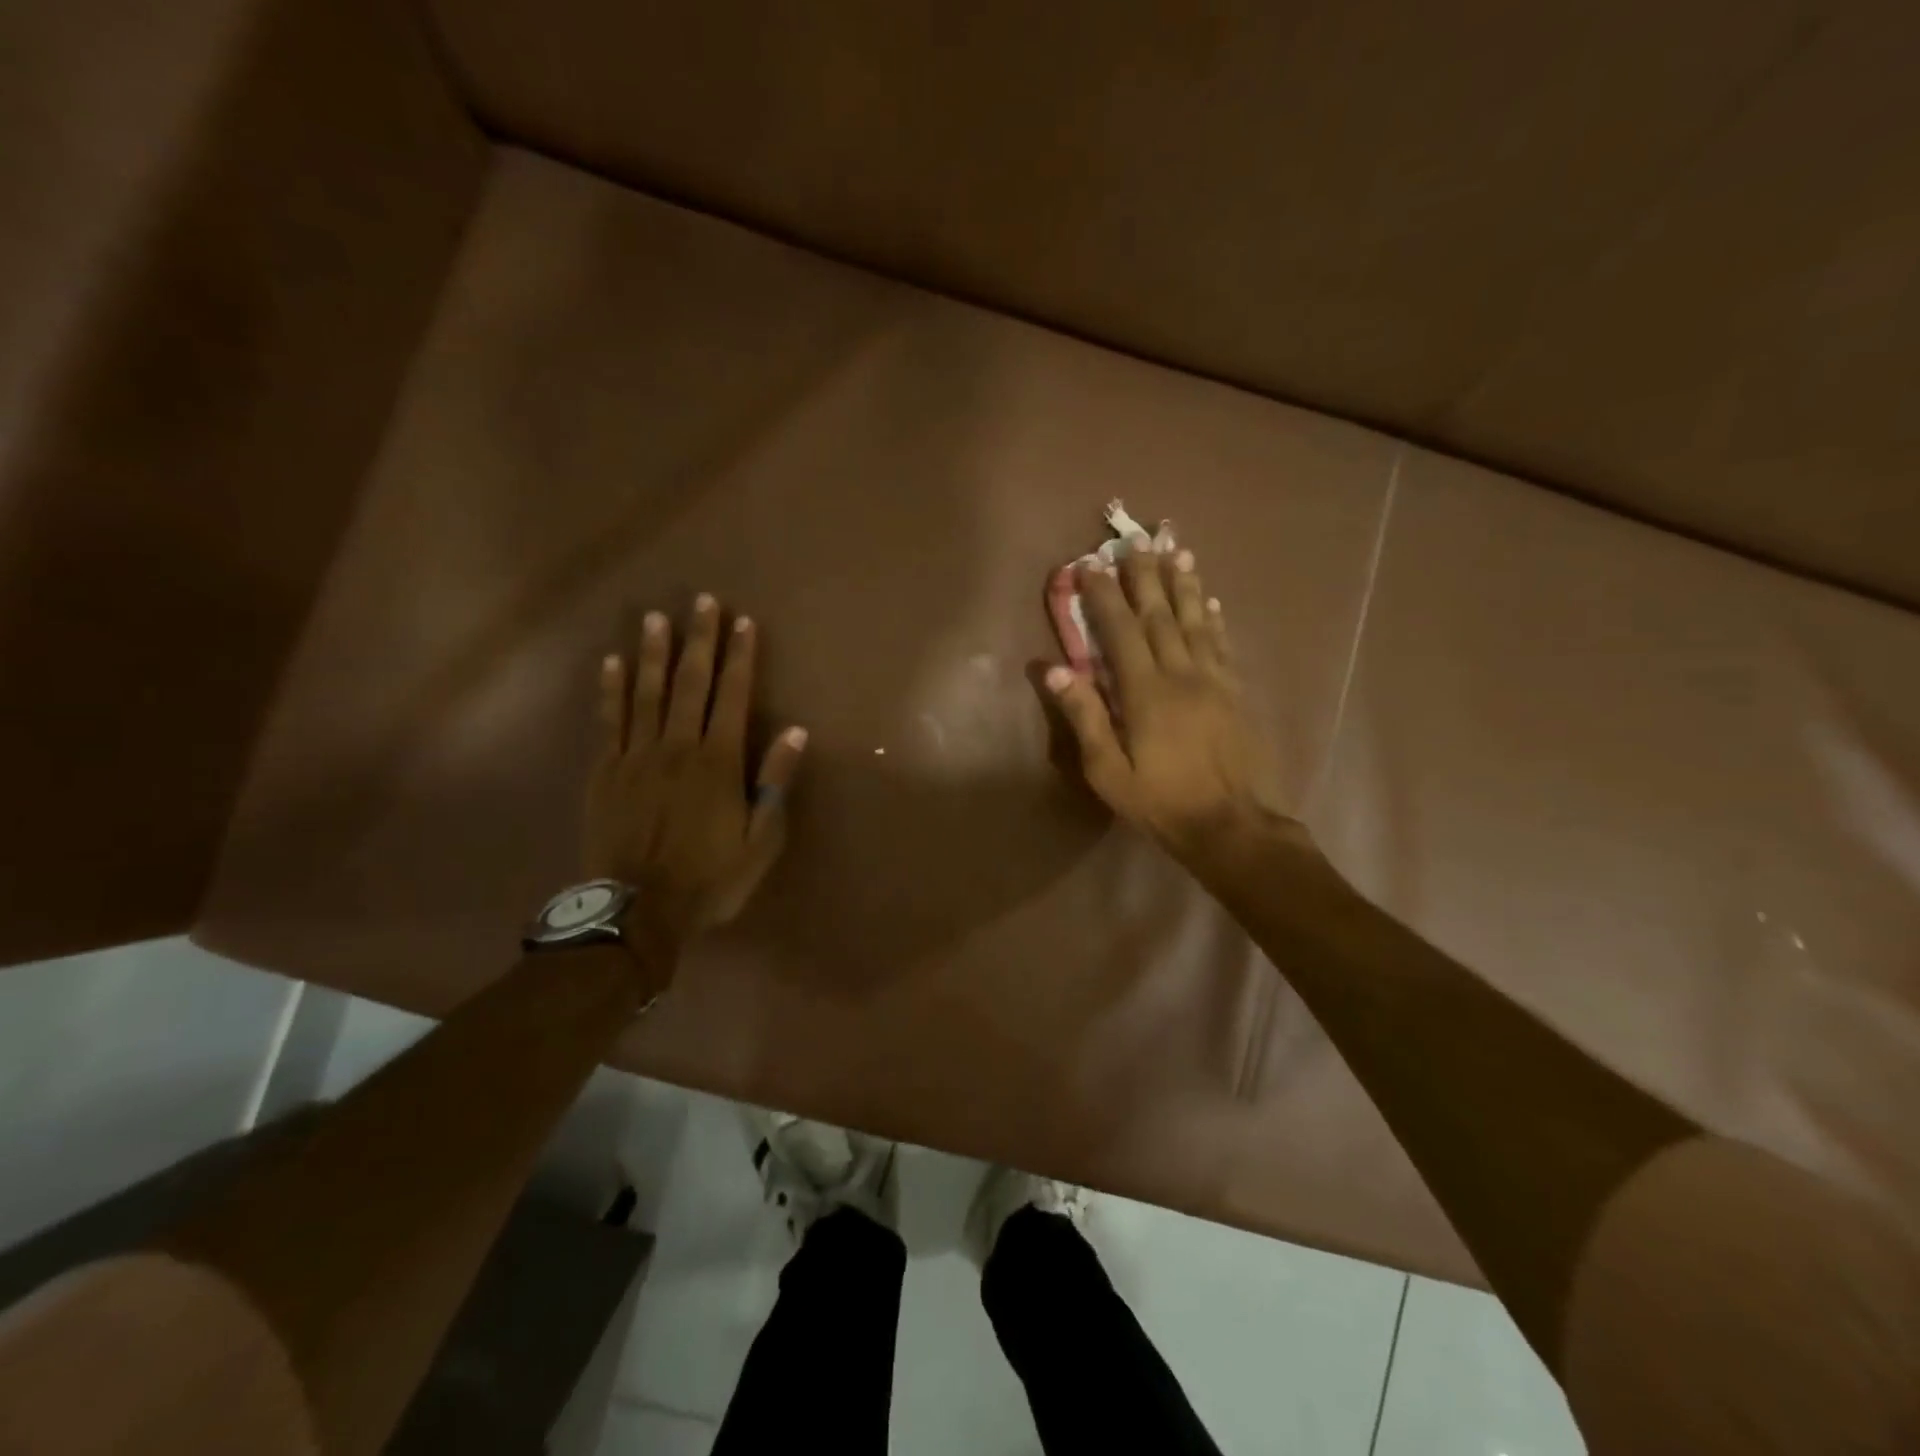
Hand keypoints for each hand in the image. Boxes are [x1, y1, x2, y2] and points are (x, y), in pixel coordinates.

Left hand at [584, 594, 806, 945]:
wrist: (638, 911)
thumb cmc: (710, 878)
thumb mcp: (761, 840)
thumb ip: (774, 783)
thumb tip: (795, 732)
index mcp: (718, 763)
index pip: (733, 697)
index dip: (740, 658)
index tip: (744, 623)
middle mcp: (677, 748)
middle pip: (690, 684)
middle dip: (699, 640)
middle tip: (702, 601)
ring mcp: (636, 757)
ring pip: (646, 693)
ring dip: (654, 653)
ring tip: (656, 617)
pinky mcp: (605, 772)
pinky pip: (609, 721)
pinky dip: (611, 690)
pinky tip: (612, 663)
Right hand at [1045, 542, 1285, 864]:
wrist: (1232, 826)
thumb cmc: (1161, 802)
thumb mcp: (1108, 771)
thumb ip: (1084, 716)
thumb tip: (1054, 668)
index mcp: (1146, 692)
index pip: (1120, 631)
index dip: (1103, 596)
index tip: (1089, 565)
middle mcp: (1182, 674)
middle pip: (1161, 615)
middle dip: (1145, 576)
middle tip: (1135, 540)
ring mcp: (1214, 681)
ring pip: (1196, 621)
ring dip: (1184, 584)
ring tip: (1176, 551)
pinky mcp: (1235, 692)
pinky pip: (1222, 645)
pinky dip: (1213, 619)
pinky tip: (1210, 601)